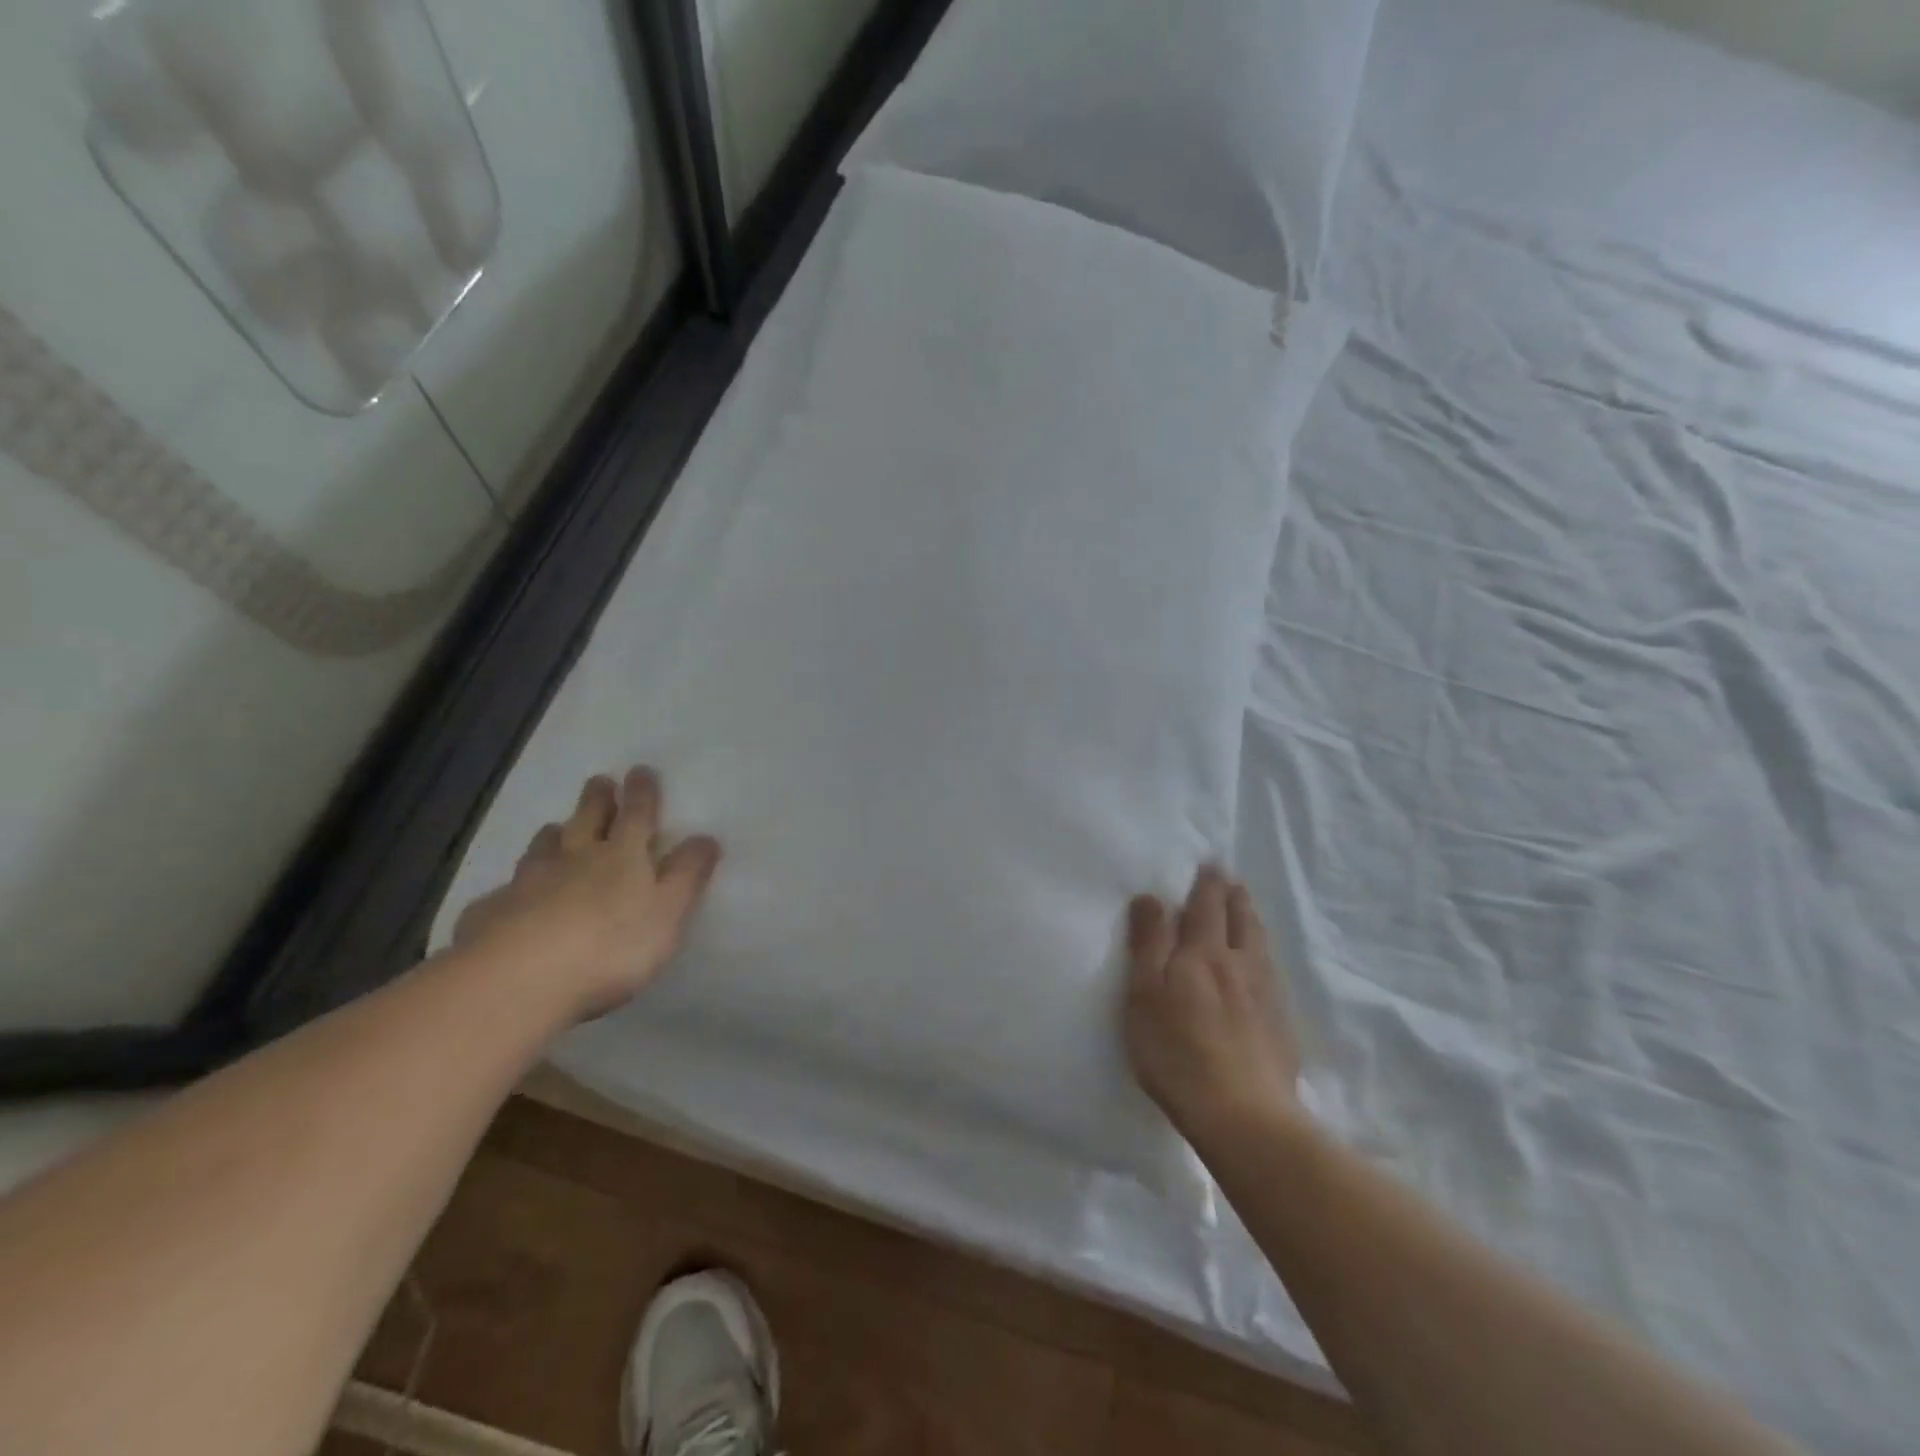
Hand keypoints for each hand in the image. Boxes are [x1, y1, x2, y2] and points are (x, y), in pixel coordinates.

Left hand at [452, 767, 720, 1020]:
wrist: (519, 978)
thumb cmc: (611, 945)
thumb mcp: (668, 912)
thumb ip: (687, 875)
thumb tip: (706, 837)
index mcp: (622, 856)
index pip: (637, 815)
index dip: (642, 793)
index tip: (640, 770)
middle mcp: (575, 858)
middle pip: (587, 820)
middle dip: (597, 800)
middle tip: (599, 781)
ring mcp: (529, 883)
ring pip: (543, 848)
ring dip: (553, 834)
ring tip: (555, 828)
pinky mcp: (493, 913)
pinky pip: (505, 891)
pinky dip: (513, 886)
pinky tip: (509, 896)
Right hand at [1124, 865, 1300, 1145]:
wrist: (1243, 1115)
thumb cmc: (1177, 1051)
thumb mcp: (1145, 994)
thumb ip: (1149, 943)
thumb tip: (1152, 897)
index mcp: (1204, 953)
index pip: (1207, 906)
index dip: (1207, 882)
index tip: (1211, 862)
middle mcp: (1241, 964)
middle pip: (1241, 919)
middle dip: (1234, 895)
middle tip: (1230, 879)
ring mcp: (1267, 995)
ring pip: (1261, 944)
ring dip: (1252, 920)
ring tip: (1247, 910)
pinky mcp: (1282, 1025)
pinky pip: (1273, 973)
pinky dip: (1264, 954)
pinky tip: (1263, 966)